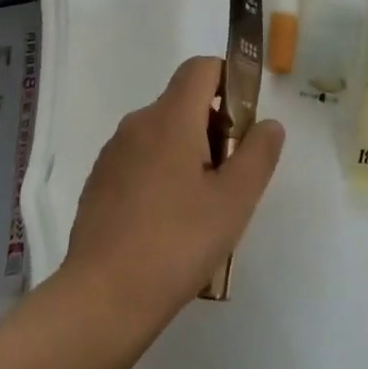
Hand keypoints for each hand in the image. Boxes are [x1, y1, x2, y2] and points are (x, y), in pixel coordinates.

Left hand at [61, 56, 283, 334]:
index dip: (229, 80)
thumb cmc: (176, 244)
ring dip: (187, 154)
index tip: (243, 123)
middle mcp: (138, 123)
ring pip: (162, 134)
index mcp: (171, 117)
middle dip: (213, 127)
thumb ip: (258, 154)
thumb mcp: (234, 201)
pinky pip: (140, 161)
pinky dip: (161, 176)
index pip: (202, 68)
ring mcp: (113, 153)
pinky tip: (168, 226)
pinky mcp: (98, 183)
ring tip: (202, 210)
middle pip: (184, 102)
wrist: (100, 301)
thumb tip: (268, 123)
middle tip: (230, 178)